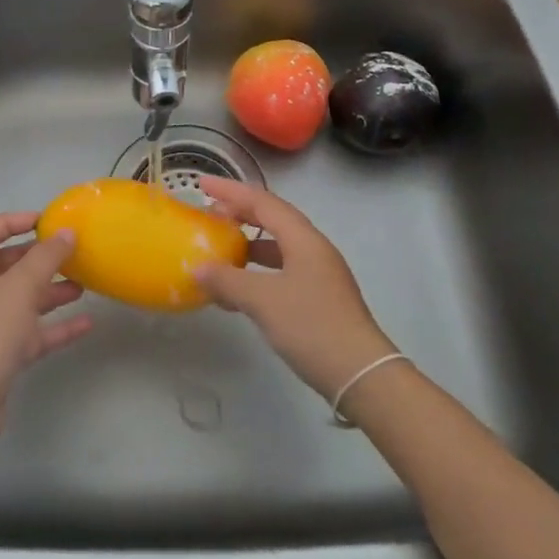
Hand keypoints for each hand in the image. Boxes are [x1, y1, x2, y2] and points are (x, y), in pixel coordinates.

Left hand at [0, 213, 93, 451]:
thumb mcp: (19, 289)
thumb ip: (45, 258)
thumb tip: (67, 232)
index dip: (11, 221)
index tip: (44, 222)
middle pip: (6, 265)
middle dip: (38, 258)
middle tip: (70, 253)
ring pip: (22, 300)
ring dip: (50, 291)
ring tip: (84, 284)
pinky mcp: (0, 356)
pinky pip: (32, 333)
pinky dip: (56, 327)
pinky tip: (86, 324)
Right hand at [191, 177, 398, 403]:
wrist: (360, 374)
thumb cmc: (311, 326)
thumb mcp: (263, 300)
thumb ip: (228, 280)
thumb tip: (198, 269)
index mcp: (303, 239)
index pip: (262, 202)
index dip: (230, 191)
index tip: (202, 183)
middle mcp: (313, 249)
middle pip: (272, 219)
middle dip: (239, 212)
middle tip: (208, 213)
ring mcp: (318, 273)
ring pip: (277, 246)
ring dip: (247, 243)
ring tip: (219, 248)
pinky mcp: (318, 297)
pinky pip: (280, 270)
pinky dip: (256, 271)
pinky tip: (239, 287)